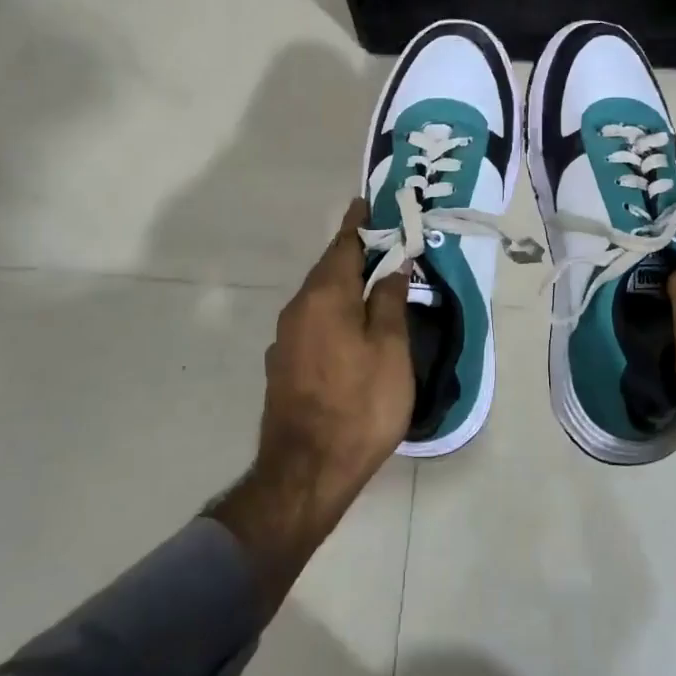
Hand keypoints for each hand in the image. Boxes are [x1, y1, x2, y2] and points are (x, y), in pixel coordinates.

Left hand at [210, 199, 413, 608]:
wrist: (305, 472)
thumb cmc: (359, 404)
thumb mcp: (389, 349)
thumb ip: (388, 300)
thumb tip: (392, 264)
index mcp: (324, 296)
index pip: (343, 245)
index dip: (358, 223)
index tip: (368, 203)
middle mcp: (297, 309)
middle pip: (329, 269)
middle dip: (354, 253)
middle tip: (385, 243)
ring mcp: (285, 339)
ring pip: (319, 297)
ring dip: (344, 284)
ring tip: (373, 282)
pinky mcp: (283, 365)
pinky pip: (313, 321)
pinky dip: (334, 311)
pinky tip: (351, 325)